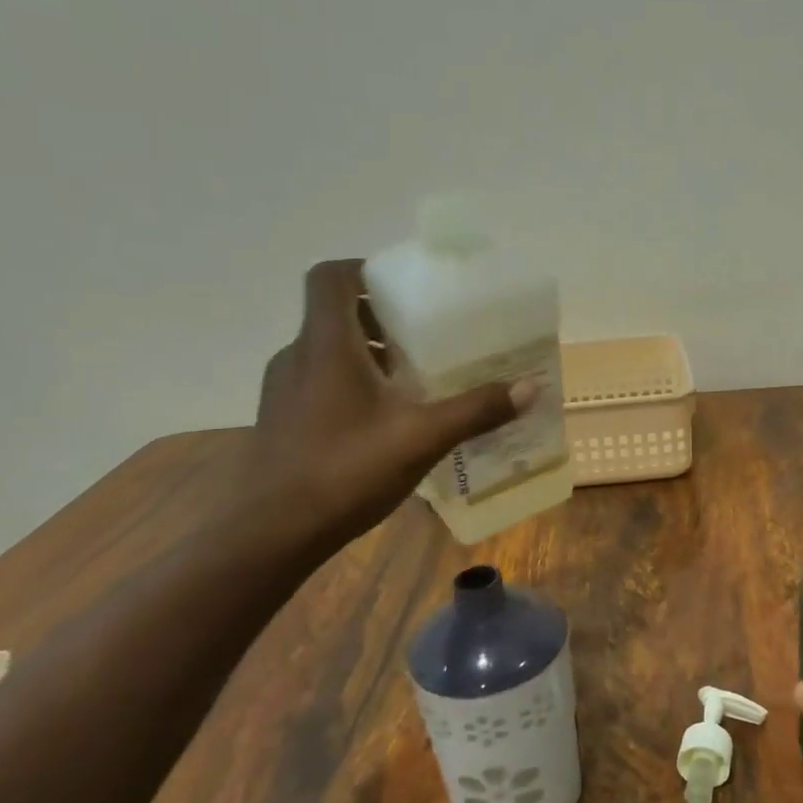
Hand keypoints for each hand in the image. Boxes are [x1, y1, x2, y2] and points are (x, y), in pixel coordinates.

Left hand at [241, 260, 534, 547]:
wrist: (271, 534)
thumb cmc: (344, 471)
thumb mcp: (422, 438)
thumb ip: (476, 410)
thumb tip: (531, 387)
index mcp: (327, 345)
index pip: (331, 277)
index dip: (366, 269)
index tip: (408, 286)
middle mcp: (299, 356)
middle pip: (336, 314)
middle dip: (382, 317)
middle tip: (428, 336)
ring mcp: (284, 390)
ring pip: (329, 351)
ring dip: (370, 354)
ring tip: (414, 379)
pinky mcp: (282, 419)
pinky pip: (321, 381)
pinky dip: (353, 384)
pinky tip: (386, 420)